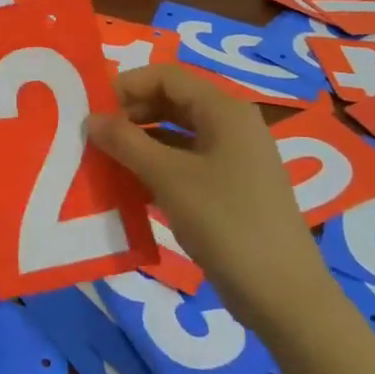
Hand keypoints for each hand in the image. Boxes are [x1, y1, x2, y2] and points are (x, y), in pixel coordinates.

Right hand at [87, 64, 333, 328]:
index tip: (91, 108)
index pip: (167, 77)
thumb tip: (91, 118)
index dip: (126, 85)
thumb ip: (127, 142)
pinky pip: (184, 163)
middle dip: (130, 114)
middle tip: (94, 136)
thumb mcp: (169, 178)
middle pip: (171, 102)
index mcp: (224, 111)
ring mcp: (232, 159)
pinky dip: (155, 167)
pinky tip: (128, 186)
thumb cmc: (226, 223)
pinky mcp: (229, 189)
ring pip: (176, 134)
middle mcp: (231, 126)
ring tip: (103, 160)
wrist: (283, 296)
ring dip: (139, 142)